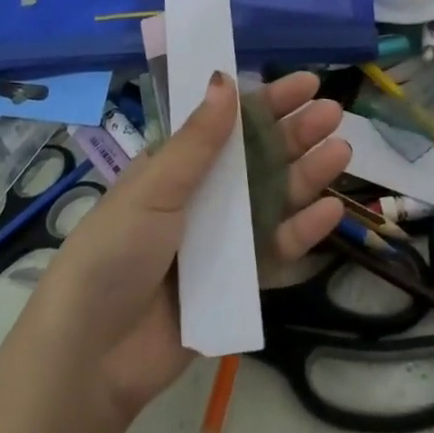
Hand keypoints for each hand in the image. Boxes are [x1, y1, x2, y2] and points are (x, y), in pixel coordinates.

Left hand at [27, 70, 348, 421]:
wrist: (93, 352)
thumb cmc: (116, 251)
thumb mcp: (155, 187)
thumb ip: (197, 140)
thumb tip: (225, 79)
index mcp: (175, 168)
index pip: (227, 124)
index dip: (266, 102)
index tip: (305, 84)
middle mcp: (202, 198)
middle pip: (257, 159)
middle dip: (294, 134)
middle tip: (333, 113)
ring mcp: (221, 241)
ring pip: (273, 200)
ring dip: (306, 175)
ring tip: (340, 151)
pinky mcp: (236, 283)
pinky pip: (274, 250)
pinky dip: (302, 231)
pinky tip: (330, 210)